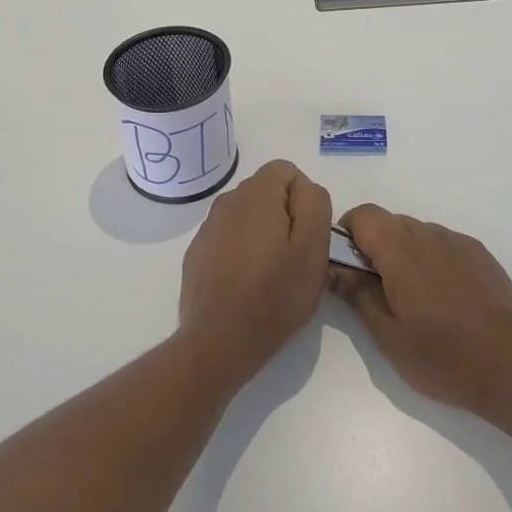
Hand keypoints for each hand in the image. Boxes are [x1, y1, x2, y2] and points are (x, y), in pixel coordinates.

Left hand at [178, 160, 332, 385]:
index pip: (287, 170)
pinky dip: (240, 252)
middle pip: (266, 192)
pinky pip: (228, 239)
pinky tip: (246, 285)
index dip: (304, 199)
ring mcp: (207, 228)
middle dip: (284, 215)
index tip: (307, 235)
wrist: (220, 341)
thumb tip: (304, 189)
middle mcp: (227, 201)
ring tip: (271, 274)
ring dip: (262, 234)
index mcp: (256, 193)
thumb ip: (314, 203)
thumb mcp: (313, 246)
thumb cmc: (275, 294)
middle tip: (294, 257)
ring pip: (246, 216)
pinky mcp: (197, 254)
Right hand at [327, 204, 511, 418]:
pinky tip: (444, 300)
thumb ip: (358, 294)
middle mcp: (430, 235)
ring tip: (414, 300)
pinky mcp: (481, 255)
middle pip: (390, 222)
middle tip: (377, 291)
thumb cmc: (442, 357)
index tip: (347, 266)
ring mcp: (459, 242)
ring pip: (418, 233)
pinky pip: (444, 245)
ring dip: (405, 254)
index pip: (364, 215)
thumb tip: (335, 268)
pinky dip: (432, 260)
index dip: (348, 232)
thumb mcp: (388, 335)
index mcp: (401, 250)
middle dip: (375, 246)